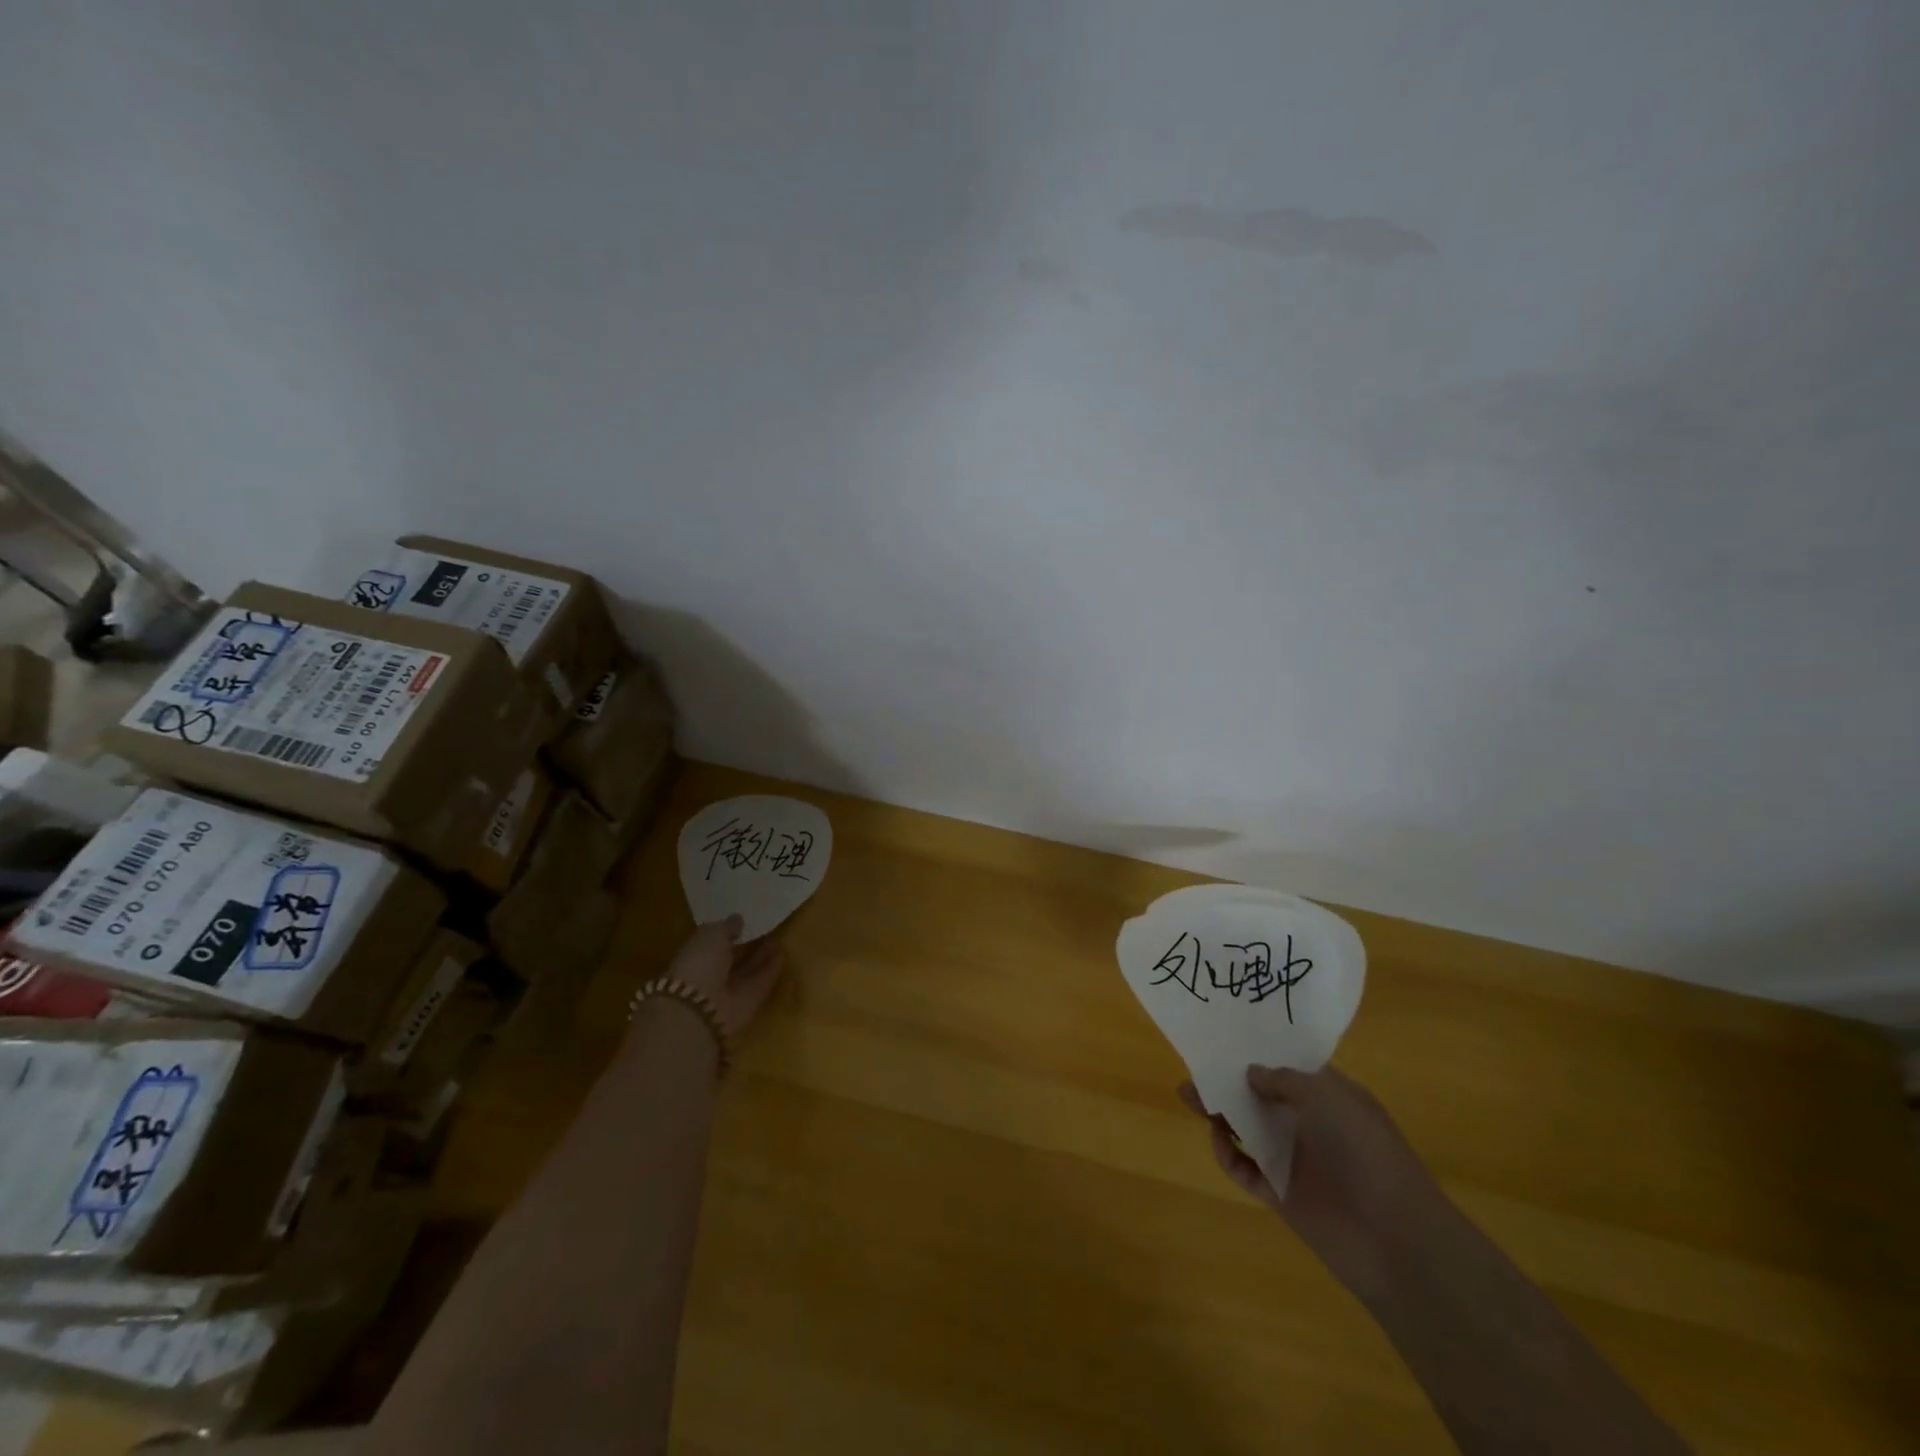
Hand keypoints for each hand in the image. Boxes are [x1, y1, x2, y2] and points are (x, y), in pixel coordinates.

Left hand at [663, 915, 787, 1039]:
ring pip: (748, 971)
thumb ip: (726, 927)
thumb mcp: (710, 935)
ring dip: (762, 957)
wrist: (701, 1009)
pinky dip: (771, 970)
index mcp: (694, 957)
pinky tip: (783, 955)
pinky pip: (761, 983)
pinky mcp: (749, 1004)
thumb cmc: (699, 964)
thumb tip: (737, 920)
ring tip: (778, 939)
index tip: (744, 923)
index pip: (713, 944)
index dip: (728, 934)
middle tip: (767, 929)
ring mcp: (730, 991)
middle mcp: (711, 975)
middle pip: (732, 959)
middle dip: (747, 946)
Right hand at [1177, 1064, 1441, 1298]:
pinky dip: (1229, 1156)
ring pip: (1249, 1131)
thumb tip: (1250, 1072)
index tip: (1224, 1038)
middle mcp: (1311, 1124)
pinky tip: (1219, 1143)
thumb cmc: (1365, 1152)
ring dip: (1221, 1116)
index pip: (1288, 1068)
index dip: (1258, 1053)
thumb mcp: (1326, 1097)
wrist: (1396, 1241)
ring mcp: (1296, 1161)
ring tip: (1188, 1098)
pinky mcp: (1283, 1195)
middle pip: (1261, 1097)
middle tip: (1194, 1071)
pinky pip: (1247, 1170)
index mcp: (1329, 1097)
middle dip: (1229, 1083)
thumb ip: (1283, 1080)